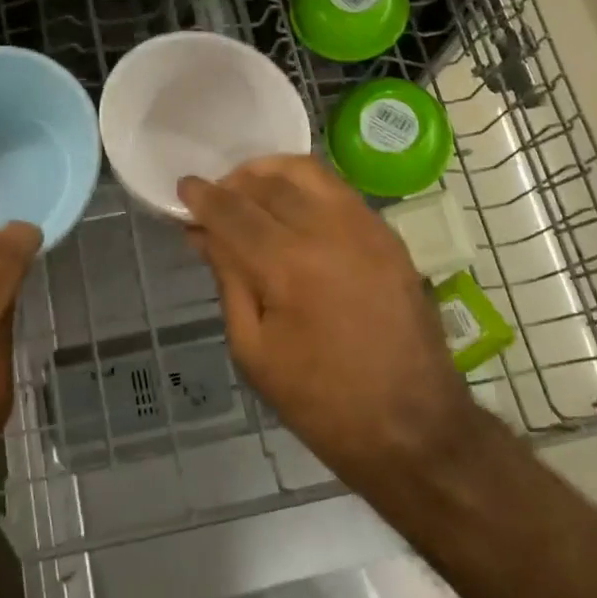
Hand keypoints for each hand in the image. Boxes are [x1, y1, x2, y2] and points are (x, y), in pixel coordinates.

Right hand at [180, 156, 482, 492]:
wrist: (412, 425)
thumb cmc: (321, 401)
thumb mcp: (254, 349)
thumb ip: (228, 280)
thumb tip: (204, 234)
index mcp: (289, 264)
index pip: (233, 211)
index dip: (203, 197)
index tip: (184, 188)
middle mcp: (329, 230)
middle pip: (269, 182)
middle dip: (234, 181)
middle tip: (215, 198)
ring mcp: (366, 227)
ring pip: (309, 172)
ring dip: (271, 173)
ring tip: (250, 192)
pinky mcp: (389, 235)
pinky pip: (338, 190)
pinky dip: (306, 186)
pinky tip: (292, 208)